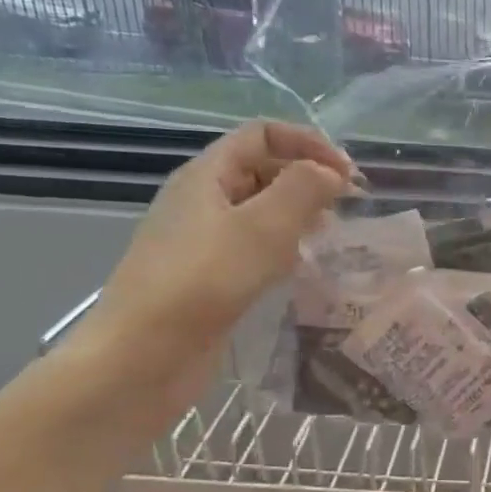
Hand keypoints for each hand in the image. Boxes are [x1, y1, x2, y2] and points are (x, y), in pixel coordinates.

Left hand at [75, 121, 354, 424]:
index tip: (347, 175)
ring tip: (331, 237)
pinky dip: (283, 248)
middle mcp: (202, 200)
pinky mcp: (207, 277)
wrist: (143, 357)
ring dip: (298, 215)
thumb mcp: (263, 227)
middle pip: (261, 168)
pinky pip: (252, 247)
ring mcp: (202, 241)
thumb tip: (330, 173)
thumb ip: (303, 189)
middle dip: (307, 178)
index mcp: (207, 175)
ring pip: (259, 211)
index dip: (308, 143)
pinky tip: (301, 269)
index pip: (262, 134)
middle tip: (347, 207)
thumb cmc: (203, 282)